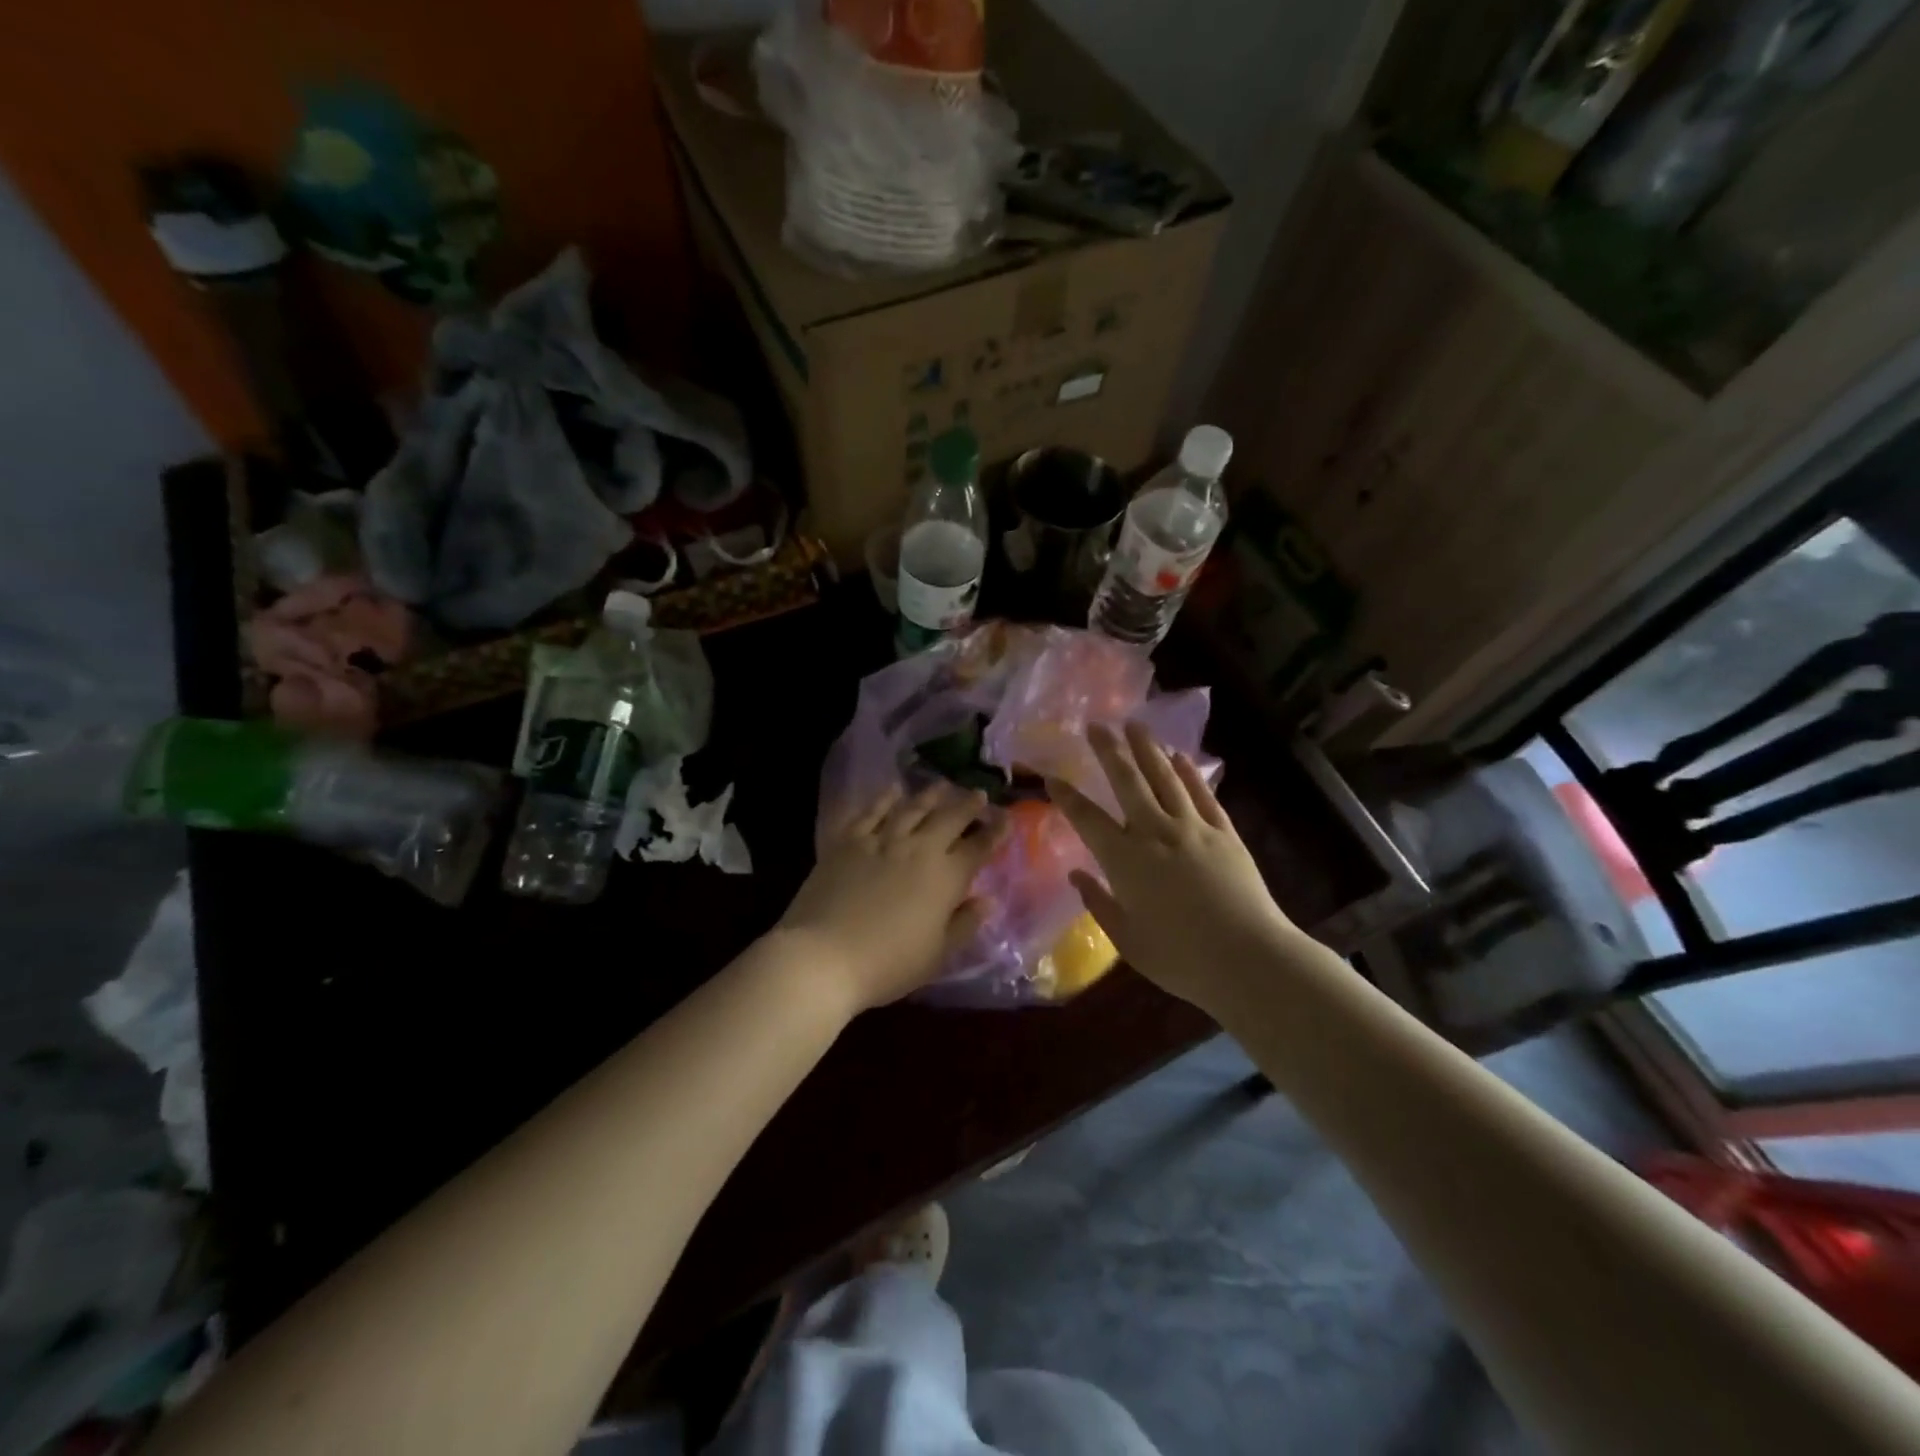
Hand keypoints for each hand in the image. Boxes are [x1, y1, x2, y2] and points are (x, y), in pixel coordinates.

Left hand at [776, 781, 997, 1013]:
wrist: (823, 955)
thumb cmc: (887, 964)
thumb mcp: (937, 955)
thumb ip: (964, 924)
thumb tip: (988, 900)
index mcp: (946, 878)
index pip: (979, 847)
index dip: (995, 831)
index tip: (1006, 817)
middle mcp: (918, 849)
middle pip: (949, 818)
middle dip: (967, 804)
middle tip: (977, 793)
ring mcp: (881, 840)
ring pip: (912, 808)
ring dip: (930, 795)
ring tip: (942, 785)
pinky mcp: (848, 841)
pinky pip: (871, 812)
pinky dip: (885, 799)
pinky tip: (892, 790)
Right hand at [1050, 722, 1306, 1014]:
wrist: (1249, 959)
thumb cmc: (1180, 959)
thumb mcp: (1127, 940)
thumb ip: (1099, 903)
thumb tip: (1076, 874)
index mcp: (1125, 860)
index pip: (1087, 818)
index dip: (1067, 796)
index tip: (1051, 776)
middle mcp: (1155, 833)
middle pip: (1127, 782)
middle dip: (1108, 751)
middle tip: (1096, 724)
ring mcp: (1193, 829)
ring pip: (1165, 778)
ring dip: (1147, 749)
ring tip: (1135, 724)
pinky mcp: (1224, 833)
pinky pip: (1203, 794)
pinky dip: (1189, 773)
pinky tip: (1180, 757)